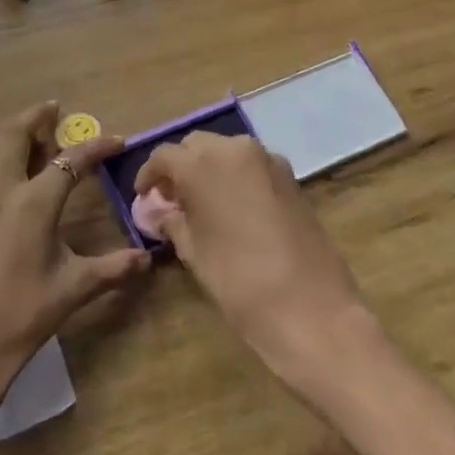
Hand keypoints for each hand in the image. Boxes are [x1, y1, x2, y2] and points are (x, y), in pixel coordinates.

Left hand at [0, 101, 150, 435]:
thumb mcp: (74, 291)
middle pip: (14, 134)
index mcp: (33, 205)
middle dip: (36, 116)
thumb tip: (149, 258)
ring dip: (3, 137)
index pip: (70, 162)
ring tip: (21, 143)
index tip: (117, 140)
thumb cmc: (22, 318)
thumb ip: (114, 268)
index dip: (96, 147)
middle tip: (53, 111)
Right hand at [133, 132, 368, 381]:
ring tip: (203, 203)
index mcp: (201, 164)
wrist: (311, 308)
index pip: (164, 156)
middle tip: (172, 199)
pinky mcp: (290, 176)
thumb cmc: (239, 281)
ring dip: (209, 168)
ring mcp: (267, 159)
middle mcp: (233, 149)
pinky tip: (234, 207)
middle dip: (181, 167)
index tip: (144, 197)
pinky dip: (236, 176)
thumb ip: (173, 222)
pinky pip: (252, 165)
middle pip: (196, 146)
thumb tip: (162, 213)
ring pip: (226, 151)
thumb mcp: (194, 252)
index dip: (150, 176)